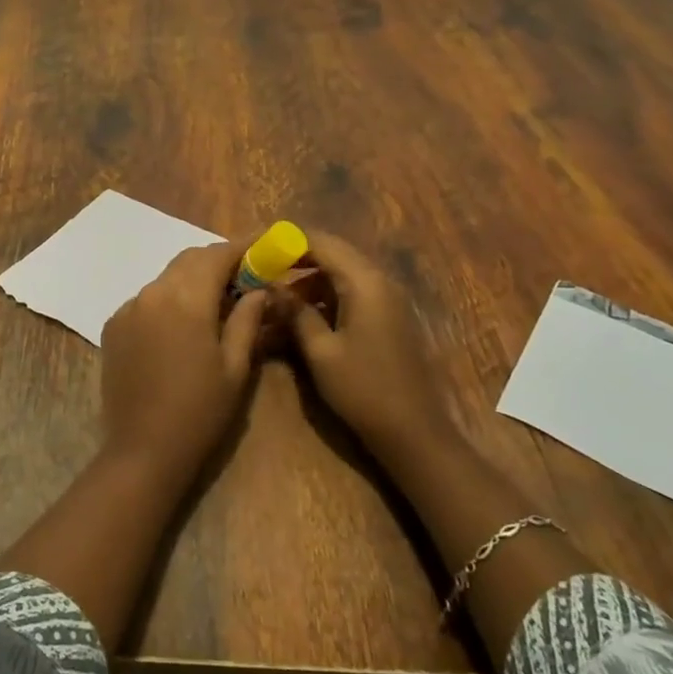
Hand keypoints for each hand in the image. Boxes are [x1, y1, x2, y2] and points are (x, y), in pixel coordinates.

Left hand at [99, 241, 269, 481]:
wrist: (143, 450)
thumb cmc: (200, 412)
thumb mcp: (235, 368)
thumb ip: (247, 319)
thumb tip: (259, 288)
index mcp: (186, 299)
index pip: (217, 255)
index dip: (242, 247)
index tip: (263, 246)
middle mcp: (152, 292)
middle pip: (189, 260)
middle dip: (217, 261)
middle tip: (244, 276)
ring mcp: (128, 307)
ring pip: (166, 277)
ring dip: (192, 280)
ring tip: (215, 301)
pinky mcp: (113, 325)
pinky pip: (147, 299)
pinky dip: (168, 299)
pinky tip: (181, 325)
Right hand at [281, 230, 440, 461]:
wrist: (414, 433)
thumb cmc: (363, 389)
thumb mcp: (320, 351)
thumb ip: (295, 312)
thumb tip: (270, 285)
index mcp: (364, 282)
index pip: (321, 242)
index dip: (287, 241)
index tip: (258, 249)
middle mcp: (379, 281)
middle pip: (332, 253)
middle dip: (295, 259)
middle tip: (262, 271)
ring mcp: (387, 299)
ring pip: (341, 273)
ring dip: (308, 281)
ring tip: (276, 299)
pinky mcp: (388, 317)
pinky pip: (352, 293)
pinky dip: (325, 297)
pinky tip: (302, 316)